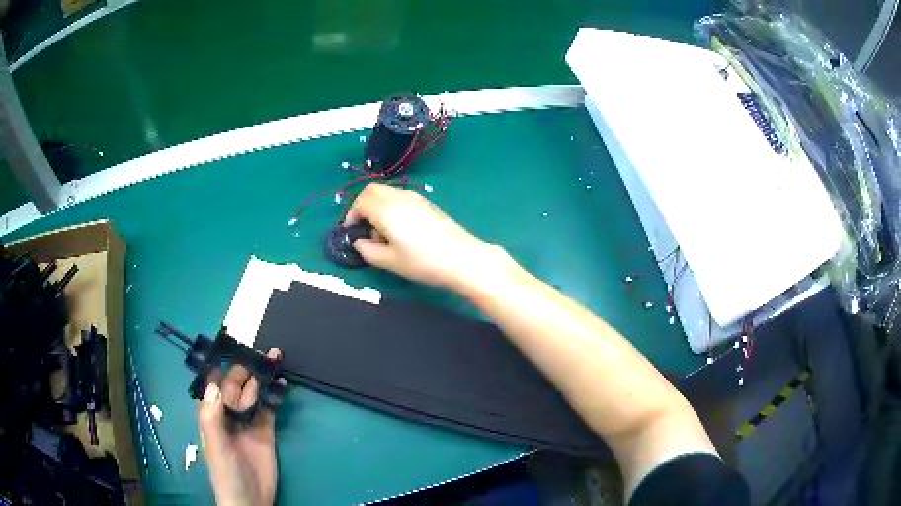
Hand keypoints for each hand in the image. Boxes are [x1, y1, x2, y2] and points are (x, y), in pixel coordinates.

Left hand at [198, 348, 283, 505]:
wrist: (251, 500)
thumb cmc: (226, 472)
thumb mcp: (215, 445)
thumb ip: (212, 416)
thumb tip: (215, 383)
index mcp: (212, 414)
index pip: (215, 384)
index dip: (222, 366)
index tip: (232, 346)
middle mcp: (229, 414)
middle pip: (237, 385)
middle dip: (246, 367)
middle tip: (261, 350)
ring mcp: (248, 422)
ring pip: (254, 393)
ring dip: (262, 377)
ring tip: (274, 357)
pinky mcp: (266, 432)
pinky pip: (269, 409)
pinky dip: (274, 395)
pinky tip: (281, 383)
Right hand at [344, 183, 503, 288]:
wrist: (463, 258)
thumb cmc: (423, 262)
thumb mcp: (390, 262)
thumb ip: (368, 250)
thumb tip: (359, 242)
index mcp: (386, 209)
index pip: (360, 201)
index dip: (351, 215)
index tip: (351, 232)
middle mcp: (399, 197)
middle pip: (372, 190)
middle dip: (361, 206)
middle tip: (363, 228)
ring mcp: (415, 197)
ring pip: (386, 192)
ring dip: (376, 206)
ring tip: (382, 232)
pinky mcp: (427, 203)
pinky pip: (400, 197)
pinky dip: (391, 206)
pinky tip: (399, 229)